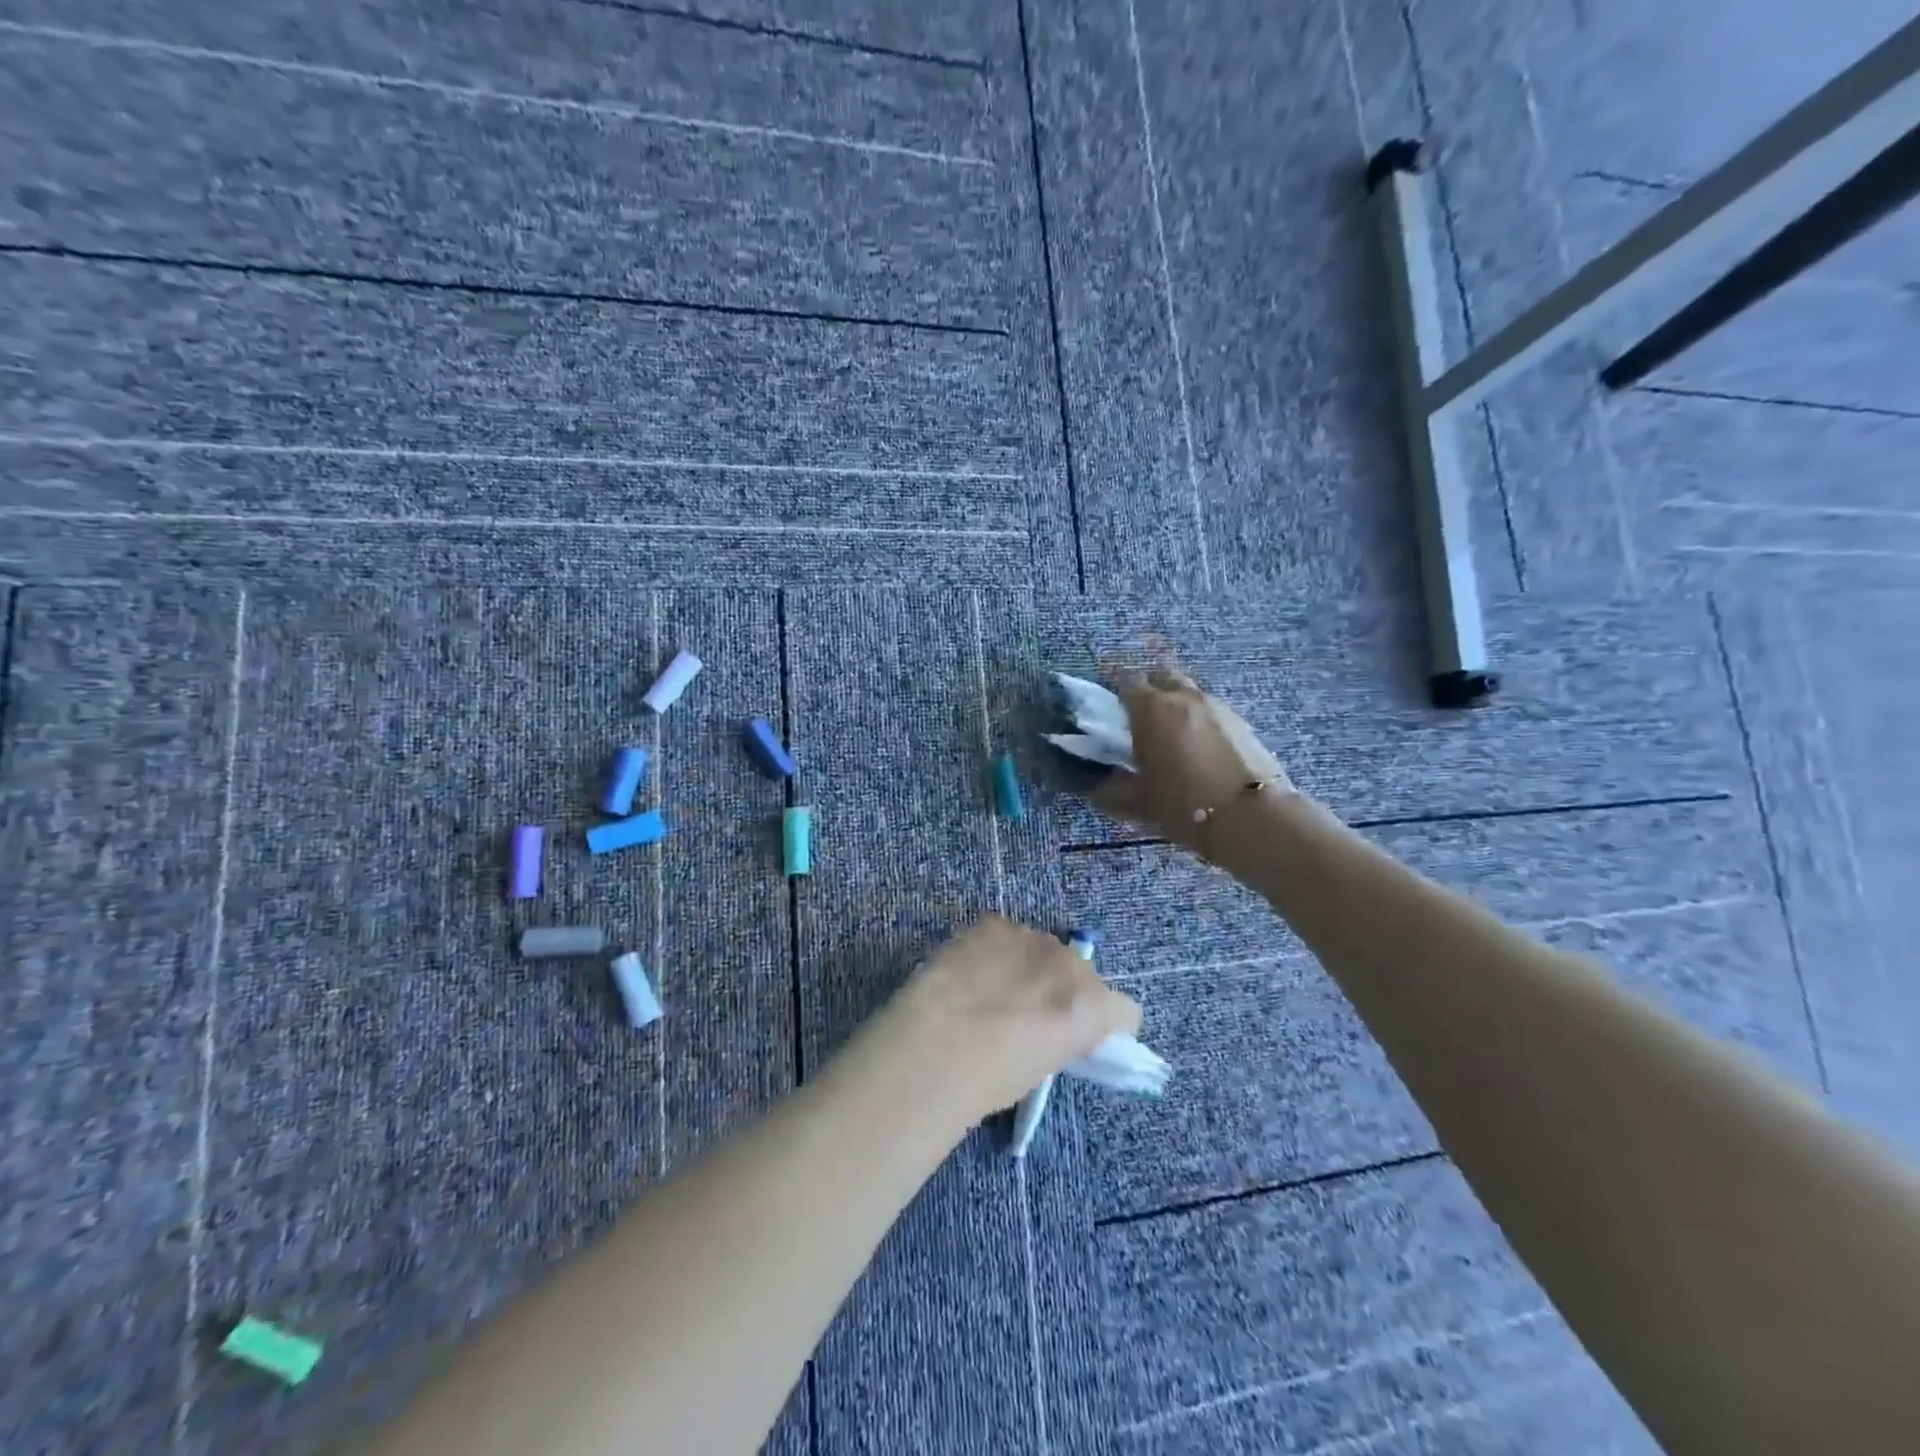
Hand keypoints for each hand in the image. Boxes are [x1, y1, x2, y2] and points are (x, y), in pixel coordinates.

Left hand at [863, 916, 1140, 1122]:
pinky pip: (1005, 934)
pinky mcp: (993, 922)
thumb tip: (1050, 1029)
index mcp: (1093, 1007)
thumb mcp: (1044, 1068)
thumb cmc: (991, 1079)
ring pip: (1042, 949)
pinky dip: (995, 949)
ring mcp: (1031, 936)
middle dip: (1062, 989)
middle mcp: (1071, 963)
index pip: (1125, 1012)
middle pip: (1081, 972)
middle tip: (1027, 1015)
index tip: (1079, 1039)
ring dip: (1028, 965)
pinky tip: (970, 972)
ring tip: (990, 991)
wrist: (936, 1045)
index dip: (1104, 1026)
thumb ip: (1061, 1037)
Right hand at [1092, 667, 1292, 858]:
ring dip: (1173, 701)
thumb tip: (1092, 783)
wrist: (1252, 818)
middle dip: (1145, 687)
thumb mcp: (1137, 802)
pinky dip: (1196, 717)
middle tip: (1136, 712)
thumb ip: (1109, 788)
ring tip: (1167, 730)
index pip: (1124, 679)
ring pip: (1187, 691)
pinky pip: (1209, 709)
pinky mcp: (1241, 722)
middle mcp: (1183, 697)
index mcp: (1151, 709)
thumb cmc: (1184, 806)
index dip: (1112, 684)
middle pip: (1159, 676)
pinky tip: (1195, 744)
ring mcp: (1216, 706)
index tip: (1105, 697)